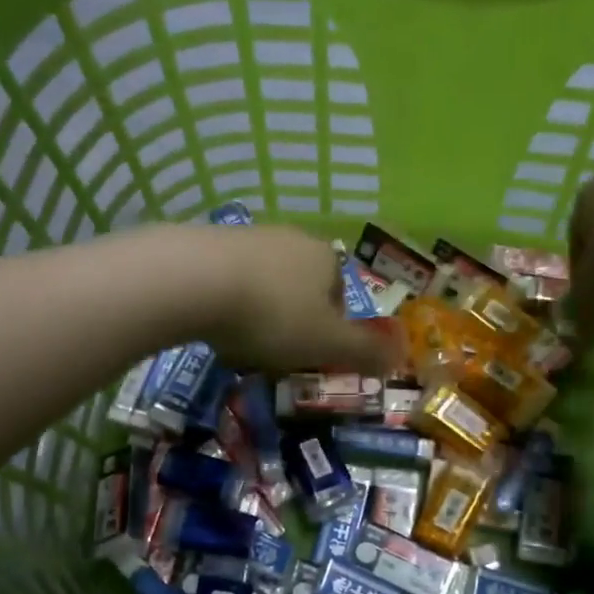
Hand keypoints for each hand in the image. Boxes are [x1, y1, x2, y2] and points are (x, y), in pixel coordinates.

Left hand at [183, 224, 401, 374]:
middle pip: (300, 287)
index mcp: (325, 258)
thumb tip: (399, 357)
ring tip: (238, 342)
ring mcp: (247, 236)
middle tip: (274, 352)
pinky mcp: (207, 242)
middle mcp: (291, 239)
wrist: (194, 280)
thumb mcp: (326, 344)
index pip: (339, 295)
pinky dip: (224, 302)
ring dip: (256, 311)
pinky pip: (227, 279)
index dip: (330, 329)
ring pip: (263, 283)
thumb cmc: (272, 315)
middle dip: (291, 320)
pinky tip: (211, 322)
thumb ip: (365, 352)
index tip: (310, 354)